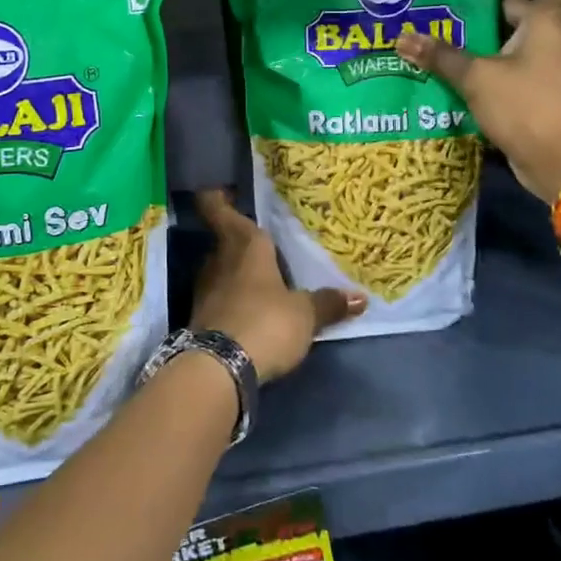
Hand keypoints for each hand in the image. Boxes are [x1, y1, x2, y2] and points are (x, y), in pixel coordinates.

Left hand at [190, 189, 361, 381]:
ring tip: (259, 275)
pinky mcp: (199, 318)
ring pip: (220, 268)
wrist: (219, 368)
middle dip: (238, 240)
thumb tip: (360, 297)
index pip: (219, 210)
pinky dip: (230, 298)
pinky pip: (218, 297)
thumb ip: (328, 303)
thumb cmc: (265, 322)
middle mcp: (220, 259)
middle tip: (261, 240)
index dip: (217, 199)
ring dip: (234, 270)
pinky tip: (248, 307)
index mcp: (245, 245)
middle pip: (224, 240)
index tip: (221, 191)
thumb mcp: (305, 315)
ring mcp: (205, 289)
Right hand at [395, 0, 560, 199]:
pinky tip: (461, 60)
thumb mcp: (478, 77)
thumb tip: (402, 37)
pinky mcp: (543, 91)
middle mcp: (556, 37)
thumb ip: (441, 56)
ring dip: (493, 25)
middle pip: (531, 3)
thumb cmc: (529, 106)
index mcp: (550, 20)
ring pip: (521, 34)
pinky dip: (493, 55)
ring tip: (451, 18)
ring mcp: (552, 66)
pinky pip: (516, 62)